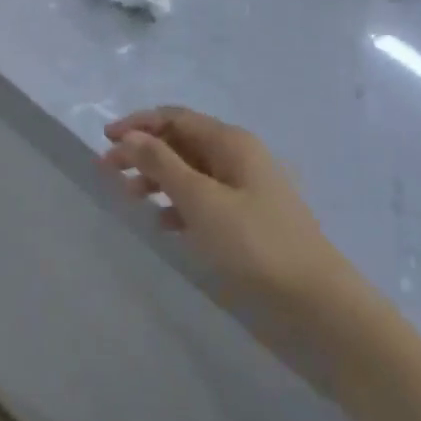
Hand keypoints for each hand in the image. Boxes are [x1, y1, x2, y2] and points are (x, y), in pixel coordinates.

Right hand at [101, 108, 356, 315]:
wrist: (315, 302)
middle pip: (181, 142)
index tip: (105, 140)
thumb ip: (161, 164)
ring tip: (129, 198)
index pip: (176, 118)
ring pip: (190, 171)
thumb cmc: (254, 243)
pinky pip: (203, 199)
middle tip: (108, 171)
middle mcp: (238, 157)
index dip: (138, 124)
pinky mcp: (247, 220)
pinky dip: (178, 205)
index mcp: (231, 142)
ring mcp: (245, 189)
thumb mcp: (200, 200)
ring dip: (157, 178)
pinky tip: (162, 224)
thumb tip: (130, 136)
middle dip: (143, 152)